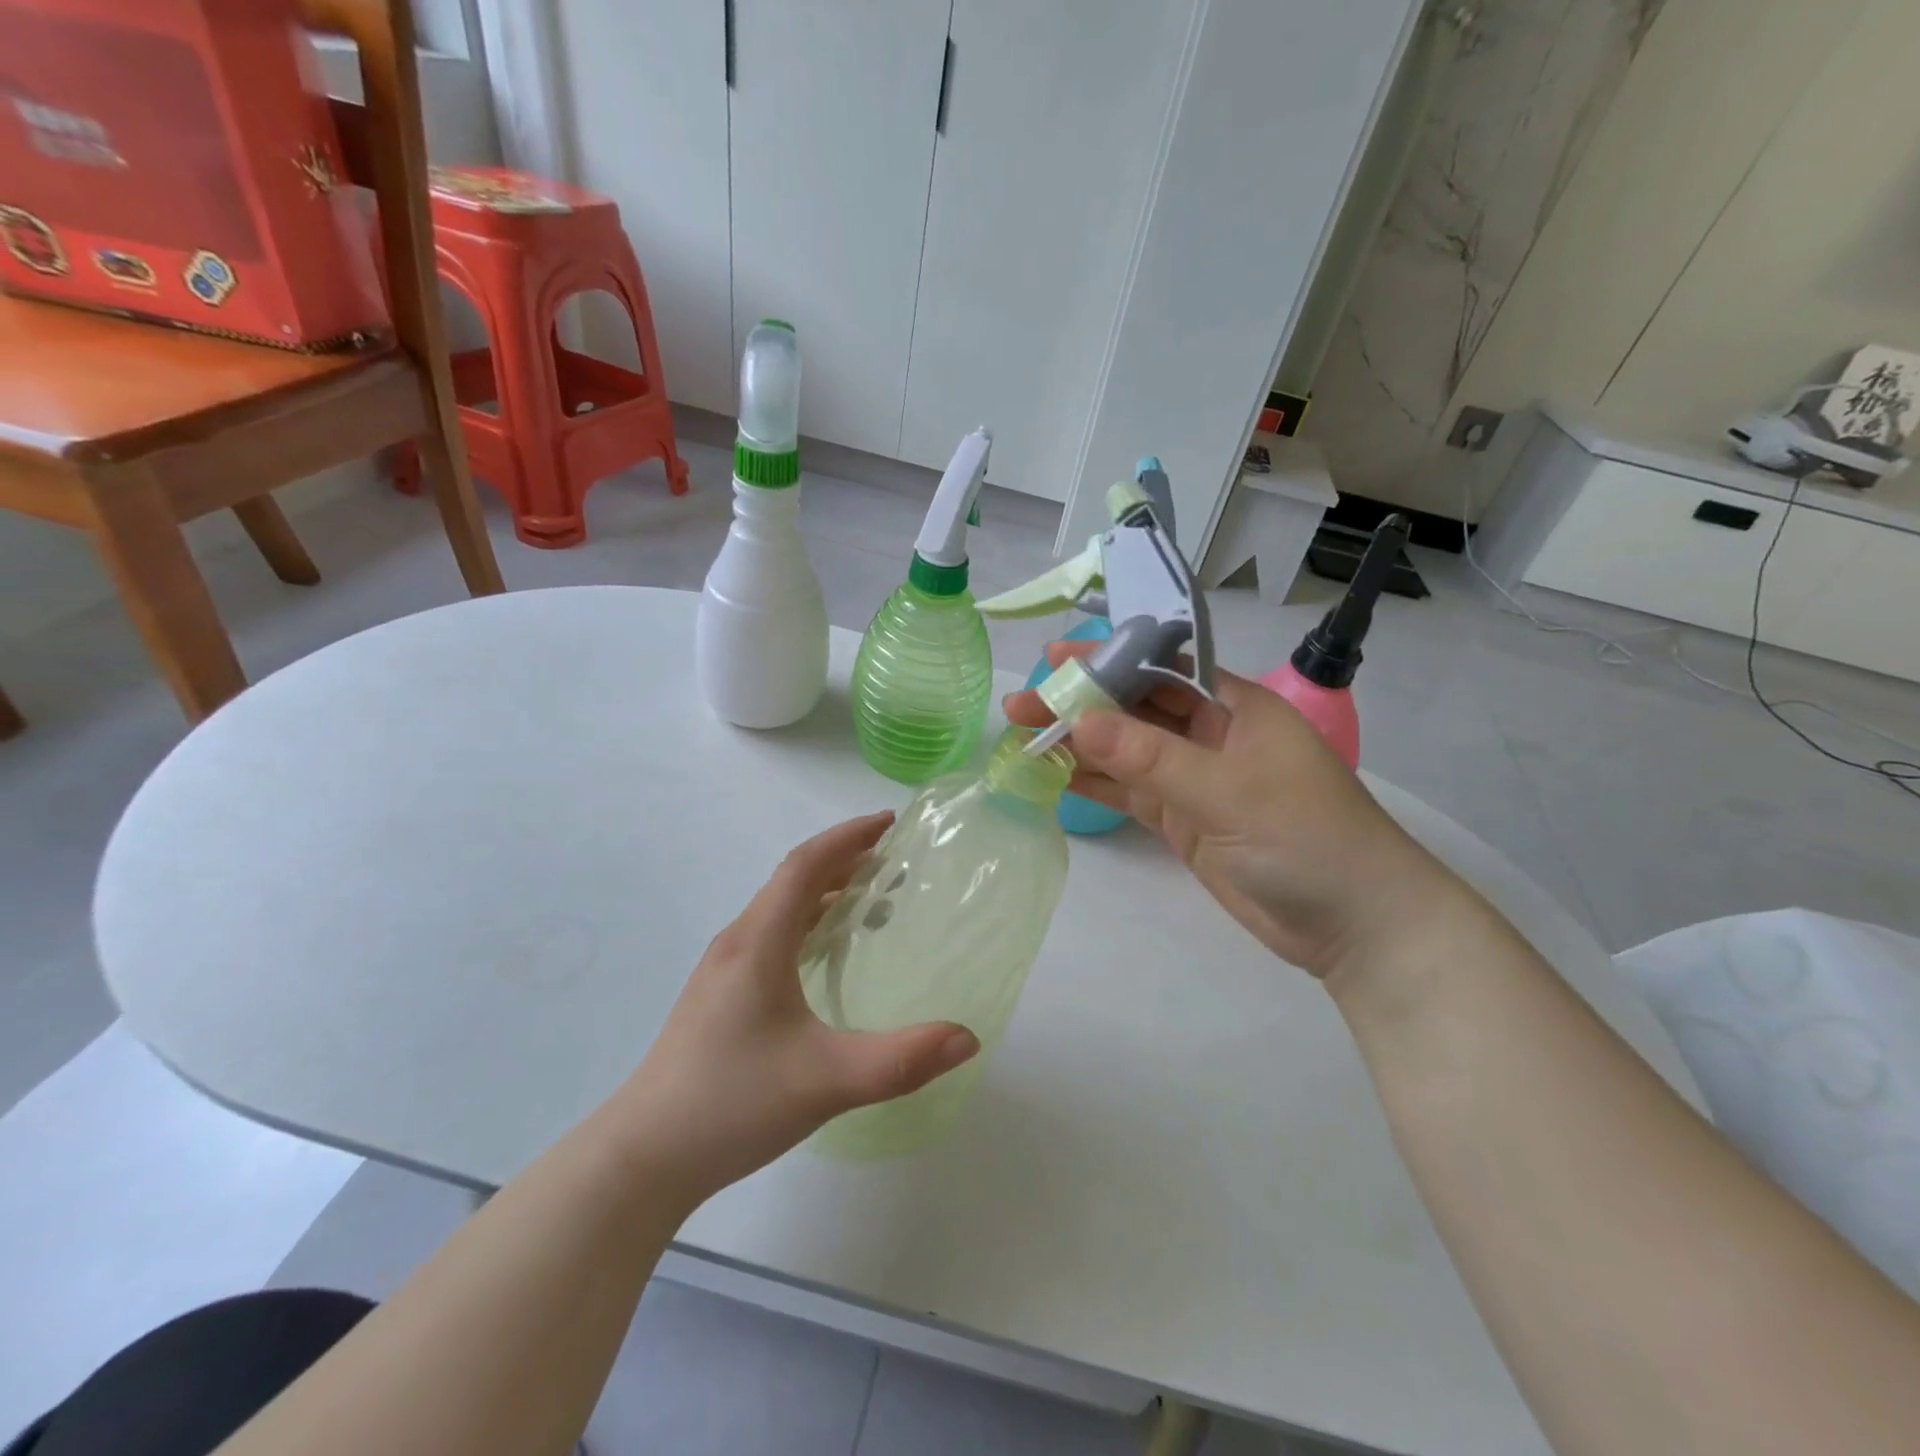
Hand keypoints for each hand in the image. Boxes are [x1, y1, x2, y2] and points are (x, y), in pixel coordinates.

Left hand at [618, 814, 978, 1199]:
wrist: (643, 1156)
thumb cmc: (732, 1104)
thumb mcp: (827, 1081)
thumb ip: (901, 1060)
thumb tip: (968, 1038)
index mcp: (758, 943)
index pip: (804, 865)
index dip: (847, 837)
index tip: (889, 823)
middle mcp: (737, 943)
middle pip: (792, 880)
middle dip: (843, 860)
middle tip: (892, 861)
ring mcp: (722, 969)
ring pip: (779, 908)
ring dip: (825, 892)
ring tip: (871, 903)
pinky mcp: (719, 995)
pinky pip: (771, 935)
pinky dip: (807, 923)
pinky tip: (825, 955)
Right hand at [1005, 643, 1459, 977]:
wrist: (1353, 924)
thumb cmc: (1306, 838)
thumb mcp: (1227, 790)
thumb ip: (1150, 757)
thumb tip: (1079, 720)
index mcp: (1234, 707)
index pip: (1161, 669)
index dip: (1108, 659)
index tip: (1055, 658)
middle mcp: (1211, 735)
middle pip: (1135, 710)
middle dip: (1080, 704)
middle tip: (1021, 706)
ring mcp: (1194, 780)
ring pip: (1125, 753)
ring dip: (1078, 745)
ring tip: (1023, 738)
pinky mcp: (1183, 821)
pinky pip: (1130, 793)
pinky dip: (1094, 784)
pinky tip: (1053, 775)